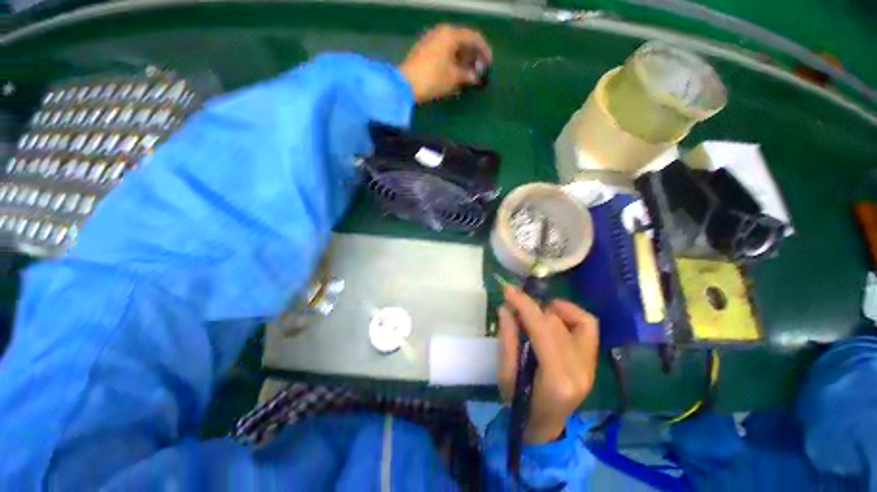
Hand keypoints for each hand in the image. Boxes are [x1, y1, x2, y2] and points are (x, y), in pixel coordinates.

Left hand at [398, 24, 491, 102]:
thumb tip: (475, 77)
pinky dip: (451, 62)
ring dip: (461, 60)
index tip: (489, 63)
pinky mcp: (423, 51)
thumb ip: (467, 75)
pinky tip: (454, 74)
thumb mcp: (454, 77)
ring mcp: (430, 41)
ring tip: (467, 75)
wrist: (406, 84)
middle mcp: (441, 32)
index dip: (484, 50)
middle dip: (472, 56)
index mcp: (451, 34)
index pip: (474, 37)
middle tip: (478, 71)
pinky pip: (443, 53)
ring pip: (452, 48)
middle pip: (462, 41)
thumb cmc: (433, 78)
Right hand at [497, 286, 599, 443]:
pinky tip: (554, 312)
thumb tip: (506, 308)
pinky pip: (587, 325)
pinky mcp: (592, 360)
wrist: (545, 426)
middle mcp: (580, 369)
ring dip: (548, 310)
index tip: (508, 290)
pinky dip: (570, 313)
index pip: (542, 329)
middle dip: (531, 306)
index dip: (524, 305)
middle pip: (555, 323)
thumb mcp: (505, 374)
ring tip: (531, 312)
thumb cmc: (519, 404)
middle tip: (513, 302)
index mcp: (556, 378)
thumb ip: (507, 339)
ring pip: (573, 320)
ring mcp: (590, 365)